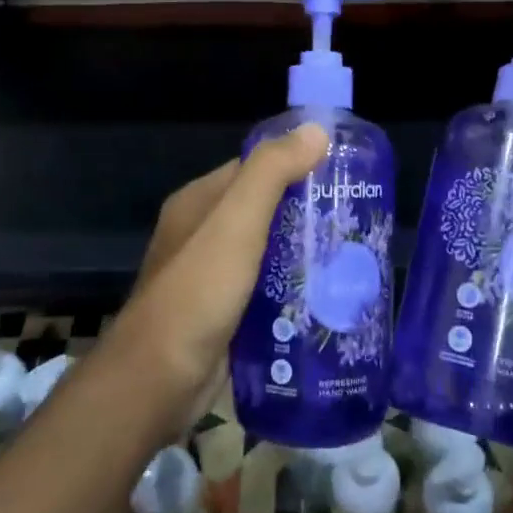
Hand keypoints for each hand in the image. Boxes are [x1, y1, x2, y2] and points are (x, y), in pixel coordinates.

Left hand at [112, 125, 327, 423]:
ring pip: (268, 253)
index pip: (255, 169)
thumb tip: (316, 130)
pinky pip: (265, 290)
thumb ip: (272, 173)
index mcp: (199, 202)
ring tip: (352, 259)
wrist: (158, 381)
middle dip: (307, 214)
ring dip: (303, 255)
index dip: (296, 166)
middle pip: (265, 211)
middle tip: (354, 222)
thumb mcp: (236, 222)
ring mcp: (212, 277)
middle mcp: (202, 234)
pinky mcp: (224, 314)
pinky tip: (326, 298)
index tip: (341, 175)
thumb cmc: (198, 291)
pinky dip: (292, 290)